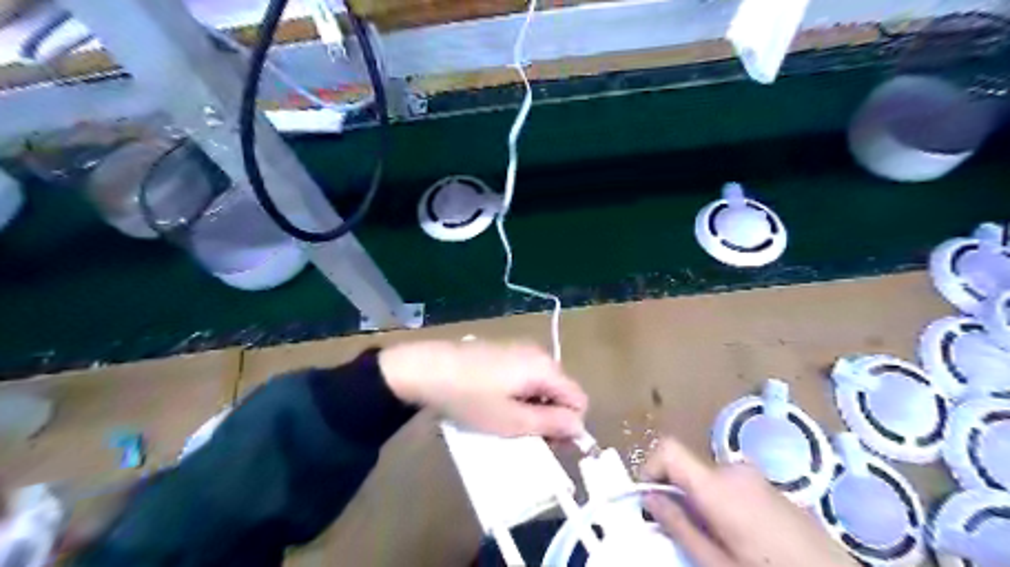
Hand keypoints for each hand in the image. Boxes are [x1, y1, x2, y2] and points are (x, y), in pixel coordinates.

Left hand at [378, 341, 588, 437]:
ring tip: (510, 422)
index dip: (571, 426)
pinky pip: (526, 375)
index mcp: (546, 368)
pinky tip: (498, 402)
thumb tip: (580, 427)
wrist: (427, 368)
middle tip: (528, 438)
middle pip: (562, 390)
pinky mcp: (504, 350)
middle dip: (552, 417)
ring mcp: (520, 349)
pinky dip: (522, 393)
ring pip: (543, 384)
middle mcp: (539, 353)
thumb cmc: (472, 398)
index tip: (549, 445)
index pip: (579, 399)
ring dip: (536, 406)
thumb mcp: (512, 420)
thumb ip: (551, 424)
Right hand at [642, 438, 854, 566]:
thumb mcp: (716, 563)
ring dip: (700, 501)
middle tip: (685, 534)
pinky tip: (743, 538)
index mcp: (717, 486)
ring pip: (708, 479)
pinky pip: (731, 484)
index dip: (650, 467)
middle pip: (688, 468)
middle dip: (677, 495)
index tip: (649, 498)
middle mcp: (734, 470)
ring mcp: (756, 476)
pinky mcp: (771, 486)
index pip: (669, 449)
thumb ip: (679, 526)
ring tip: (717, 541)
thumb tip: (650, 497)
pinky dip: (722, 502)